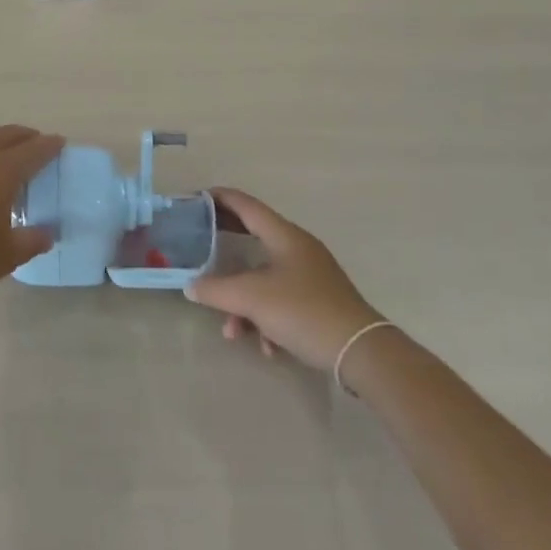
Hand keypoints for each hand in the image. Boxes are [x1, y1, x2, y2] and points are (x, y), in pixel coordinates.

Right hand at [187, 188, 383, 370]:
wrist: (360, 352)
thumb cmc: (303, 311)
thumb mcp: (251, 299)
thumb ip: (216, 290)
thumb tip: (191, 287)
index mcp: (284, 235)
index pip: (246, 205)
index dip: (221, 198)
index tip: (197, 197)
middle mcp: (298, 249)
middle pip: (254, 236)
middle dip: (226, 242)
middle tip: (200, 240)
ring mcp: (310, 275)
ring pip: (264, 279)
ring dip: (243, 303)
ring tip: (233, 331)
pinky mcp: (318, 302)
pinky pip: (282, 302)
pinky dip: (267, 319)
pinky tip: (268, 347)